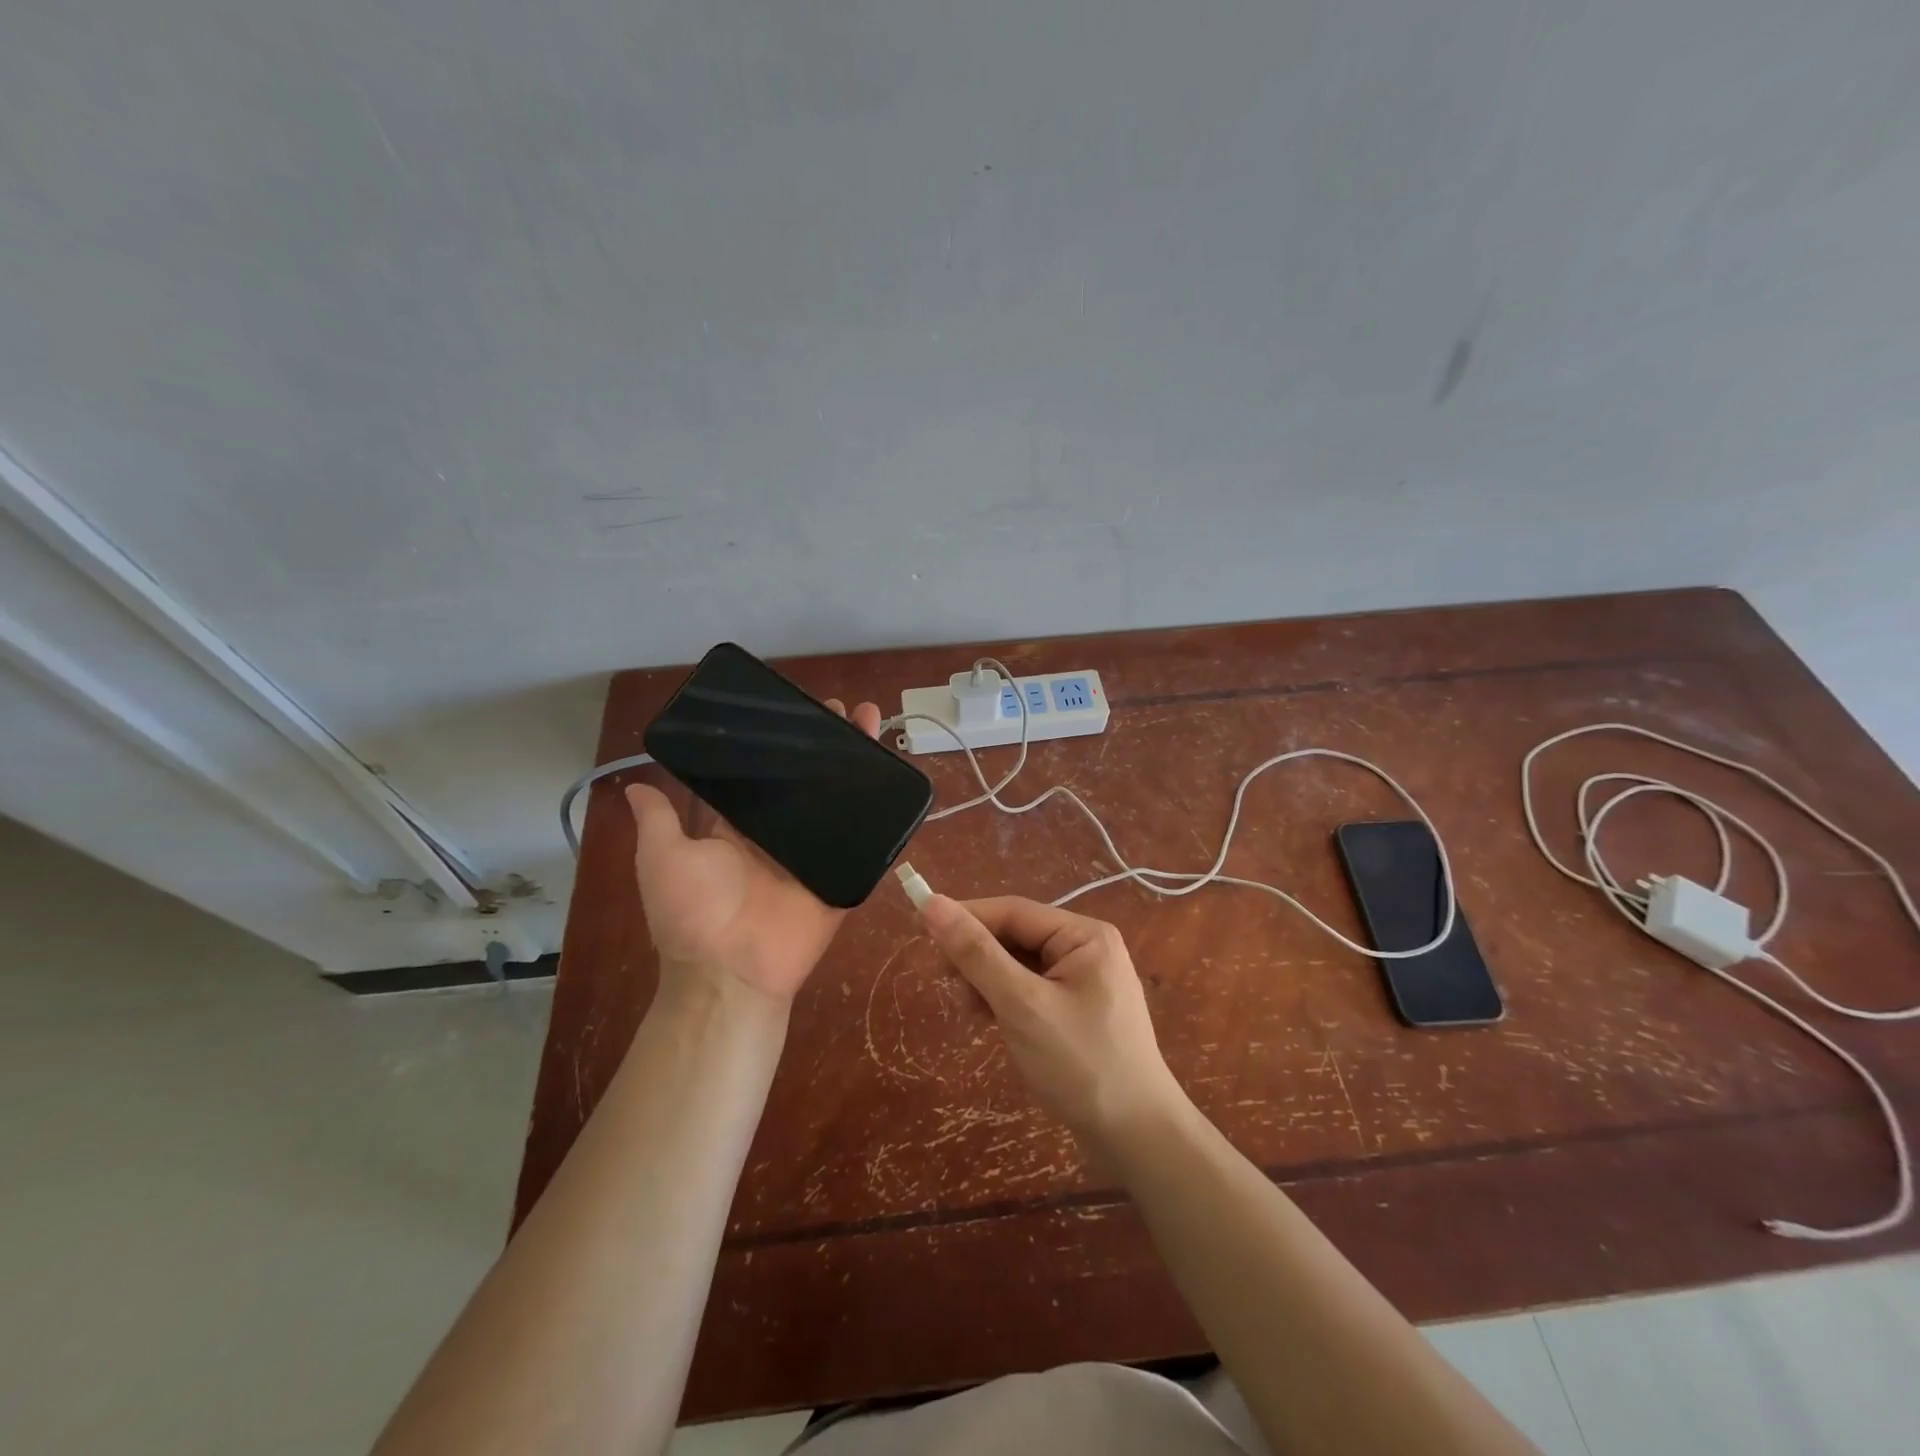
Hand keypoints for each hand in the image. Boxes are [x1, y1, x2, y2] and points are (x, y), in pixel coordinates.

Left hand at [626, 699, 883, 1008]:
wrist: (732, 972)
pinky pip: (864, 843)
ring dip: (858, 766)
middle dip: (827, 745)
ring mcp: (813, 854)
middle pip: (806, 782)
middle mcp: (777, 835)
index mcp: (737, 828)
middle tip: (845, 710)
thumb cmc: (693, 913)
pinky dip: (881, 815)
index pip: (760, 776)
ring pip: (839, 802)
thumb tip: (636, 784)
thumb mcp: (663, 859)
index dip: (777, 745)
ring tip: (874, 725)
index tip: (793, 709)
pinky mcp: (841, 875)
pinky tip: (896, 778)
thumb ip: (658, 821)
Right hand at [919, 894, 1184, 1141]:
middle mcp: (1088, 949)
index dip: (966, 917)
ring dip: (988, 981)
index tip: (922, 931)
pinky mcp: (1078, 1011)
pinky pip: (1032, 989)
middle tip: (945, 984)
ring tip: (968, 1011)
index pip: (1013, 911)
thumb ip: (976, 953)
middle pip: (1017, 936)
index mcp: (1085, 935)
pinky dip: (1006, 1000)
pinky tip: (989, 1020)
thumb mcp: (1022, 1005)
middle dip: (978, 956)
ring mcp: (1086, 981)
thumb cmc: (1081, 1065)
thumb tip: (932, 903)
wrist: (1137, 1139)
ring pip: (1021, 965)